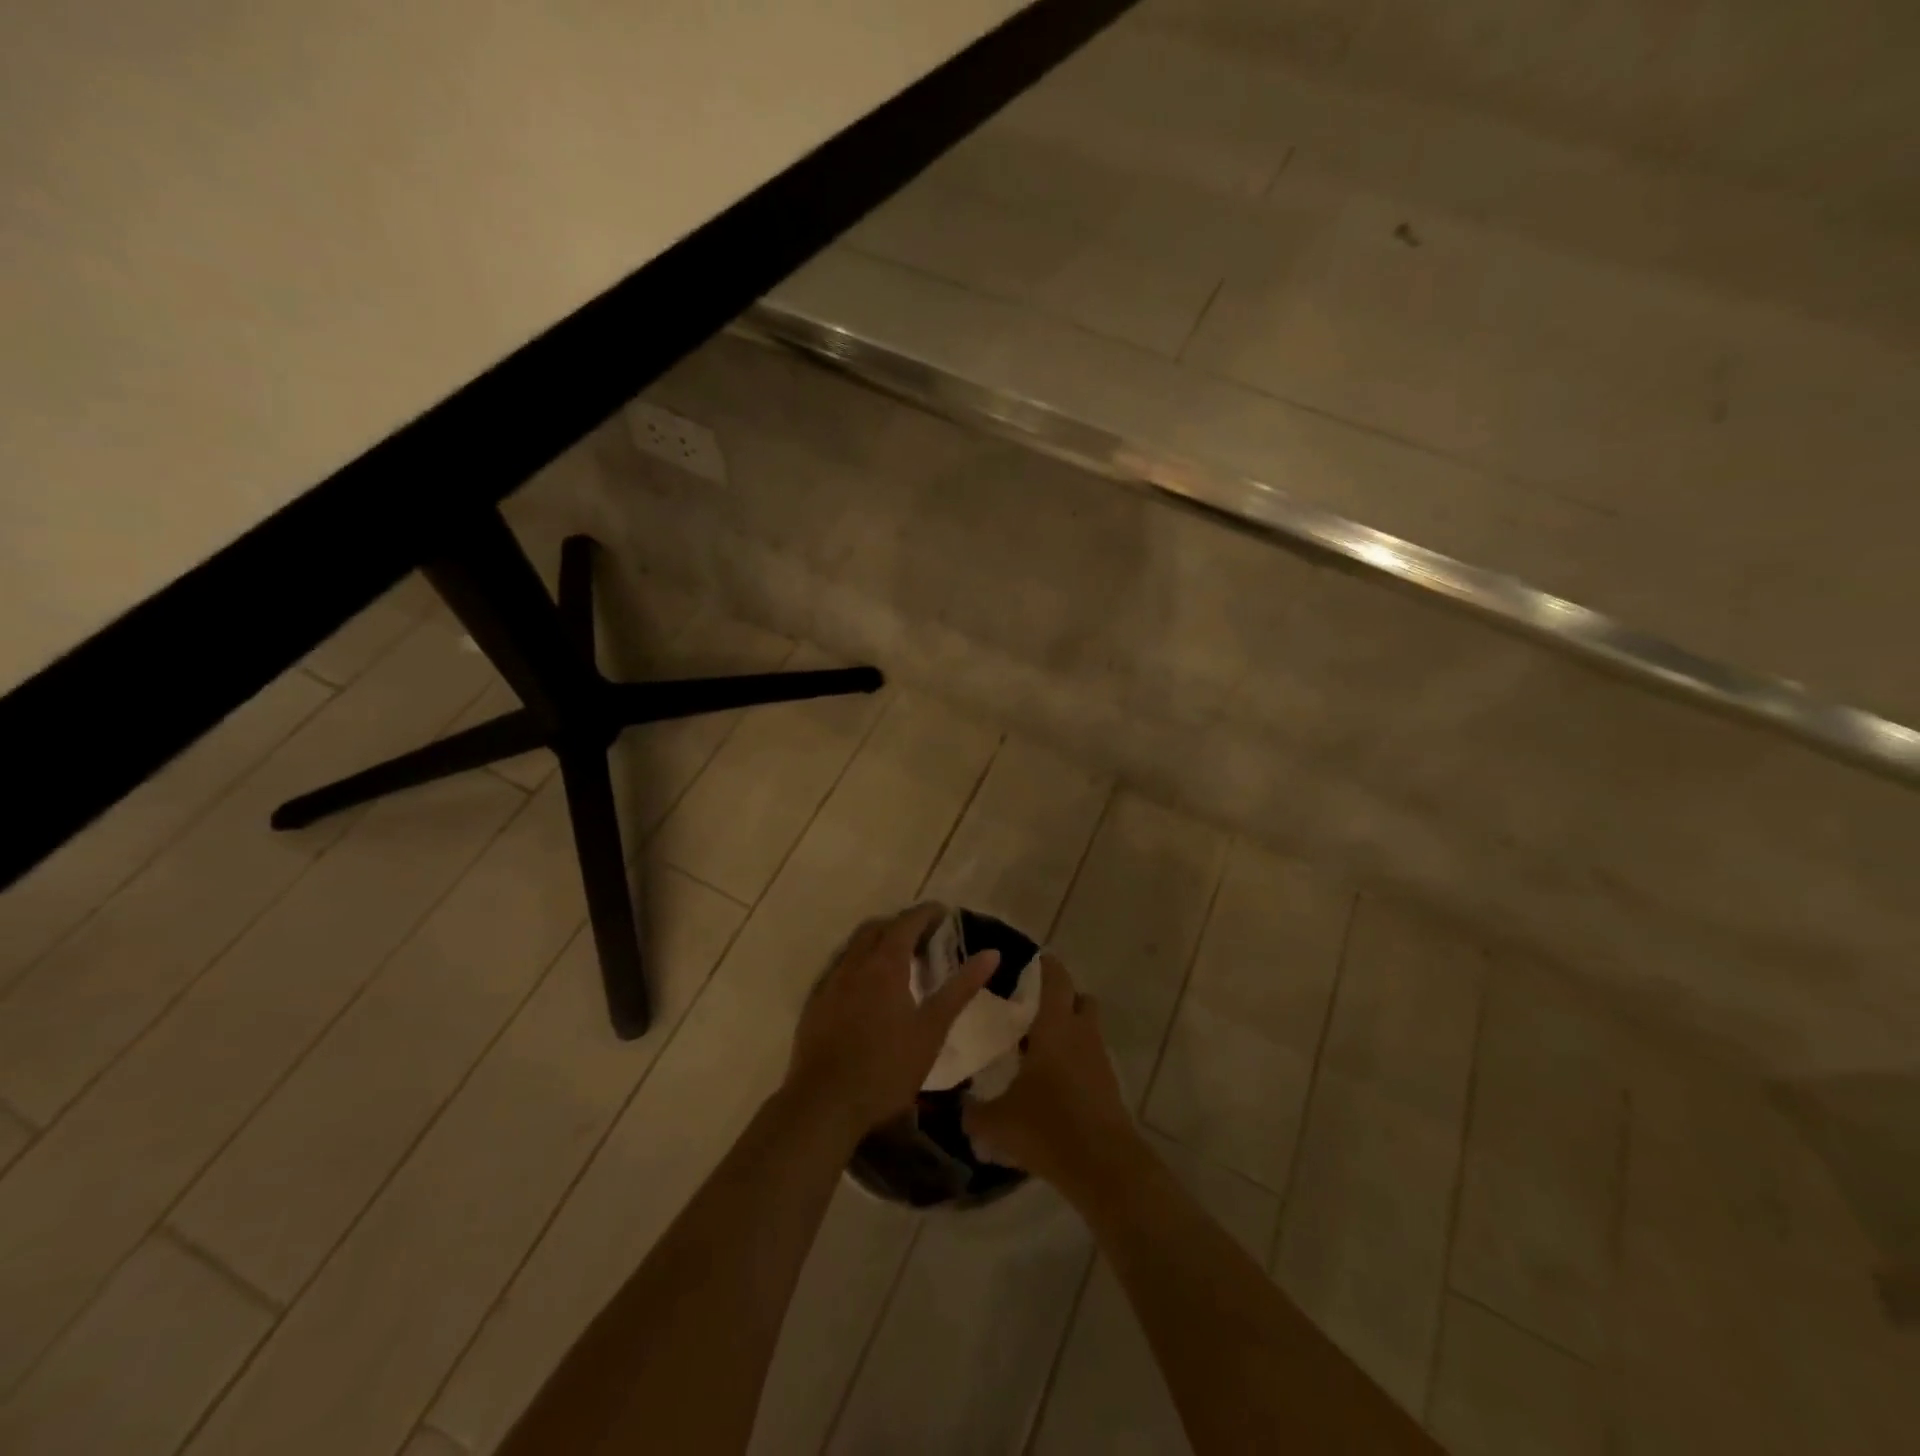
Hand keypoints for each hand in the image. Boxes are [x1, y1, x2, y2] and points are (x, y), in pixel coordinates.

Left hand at [785, 903, 999, 1139]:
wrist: (824, 1104)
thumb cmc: (887, 1067)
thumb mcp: (932, 1029)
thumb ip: (960, 988)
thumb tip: (991, 953)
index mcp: (885, 964)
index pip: (907, 922)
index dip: (926, 913)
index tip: (944, 913)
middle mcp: (854, 963)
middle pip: (877, 928)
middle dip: (900, 924)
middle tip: (923, 937)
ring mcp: (829, 982)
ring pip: (854, 946)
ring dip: (876, 942)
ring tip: (896, 960)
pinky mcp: (814, 1004)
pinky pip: (838, 968)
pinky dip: (857, 964)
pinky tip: (865, 989)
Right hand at [963, 955, 1136, 1190]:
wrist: (1103, 1166)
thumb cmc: (1047, 1127)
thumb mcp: (997, 1123)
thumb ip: (973, 1113)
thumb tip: (958, 1108)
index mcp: (1054, 1026)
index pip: (1056, 979)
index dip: (1047, 965)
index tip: (1033, 960)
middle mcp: (1081, 1034)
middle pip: (1080, 999)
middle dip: (1062, 998)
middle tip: (1034, 1008)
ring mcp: (1099, 1060)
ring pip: (1088, 1030)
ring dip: (1070, 1031)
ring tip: (1039, 1048)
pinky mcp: (1109, 1087)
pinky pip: (1091, 1060)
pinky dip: (1076, 1062)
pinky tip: (1053, 1084)